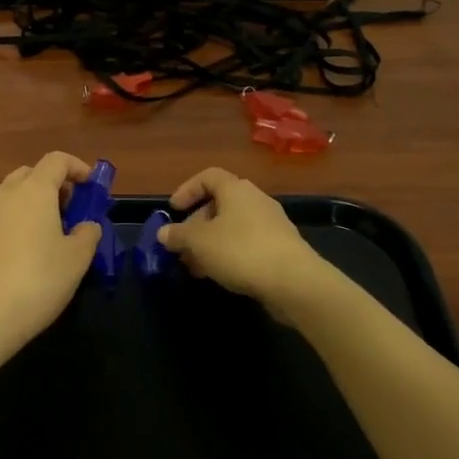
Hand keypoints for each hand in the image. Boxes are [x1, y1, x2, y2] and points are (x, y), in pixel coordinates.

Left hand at [0, 152, 100, 366]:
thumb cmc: (37, 282)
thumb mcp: (77, 260)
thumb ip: (87, 234)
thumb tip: (86, 226)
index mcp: (33, 190)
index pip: (57, 160)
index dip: (77, 168)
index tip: (91, 187)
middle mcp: (5, 194)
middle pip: (31, 174)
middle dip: (53, 185)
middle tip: (71, 210)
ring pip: (12, 195)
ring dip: (32, 203)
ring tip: (49, 234)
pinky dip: (15, 221)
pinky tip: (23, 253)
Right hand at [158, 168, 330, 312]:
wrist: (294, 282)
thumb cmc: (241, 251)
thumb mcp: (199, 242)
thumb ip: (178, 235)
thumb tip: (164, 232)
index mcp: (236, 189)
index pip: (208, 176)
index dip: (187, 189)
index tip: (173, 210)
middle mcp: (255, 200)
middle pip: (219, 204)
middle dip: (196, 224)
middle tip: (182, 246)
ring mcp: (271, 224)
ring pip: (232, 227)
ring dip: (211, 243)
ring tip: (196, 266)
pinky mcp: (281, 247)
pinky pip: (247, 243)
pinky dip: (230, 253)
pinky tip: (220, 275)